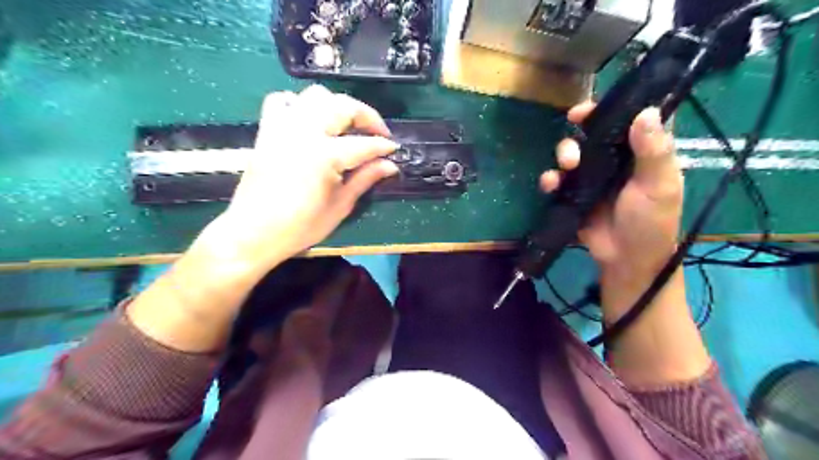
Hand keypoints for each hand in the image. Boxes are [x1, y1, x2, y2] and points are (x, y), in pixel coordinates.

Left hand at [200, 85, 402, 272]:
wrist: (254, 232)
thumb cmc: (301, 226)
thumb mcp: (340, 205)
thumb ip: (365, 178)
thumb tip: (390, 165)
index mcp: (325, 155)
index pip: (364, 144)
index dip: (383, 146)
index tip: (395, 149)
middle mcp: (305, 132)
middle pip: (343, 106)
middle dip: (367, 116)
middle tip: (378, 133)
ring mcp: (283, 127)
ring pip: (315, 95)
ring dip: (337, 106)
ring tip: (347, 125)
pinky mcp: (268, 130)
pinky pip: (282, 101)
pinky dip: (300, 104)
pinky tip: (310, 121)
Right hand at [542, 104, 682, 279]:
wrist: (626, 259)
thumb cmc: (650, 222)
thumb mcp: (659, 186)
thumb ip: (653, 151)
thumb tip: (646, 112)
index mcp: (640, 153)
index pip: (624, 121)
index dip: (607, 110)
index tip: (587, 110)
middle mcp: (613, 161)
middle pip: (591, 135)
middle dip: (578, 133)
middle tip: (573, 135)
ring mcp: (591, 178)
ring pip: (571, 154)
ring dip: (564, 154)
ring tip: (566, 167)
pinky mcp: (573, 195)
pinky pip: (557, 181)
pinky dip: (550, 179)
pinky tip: (550, 184)